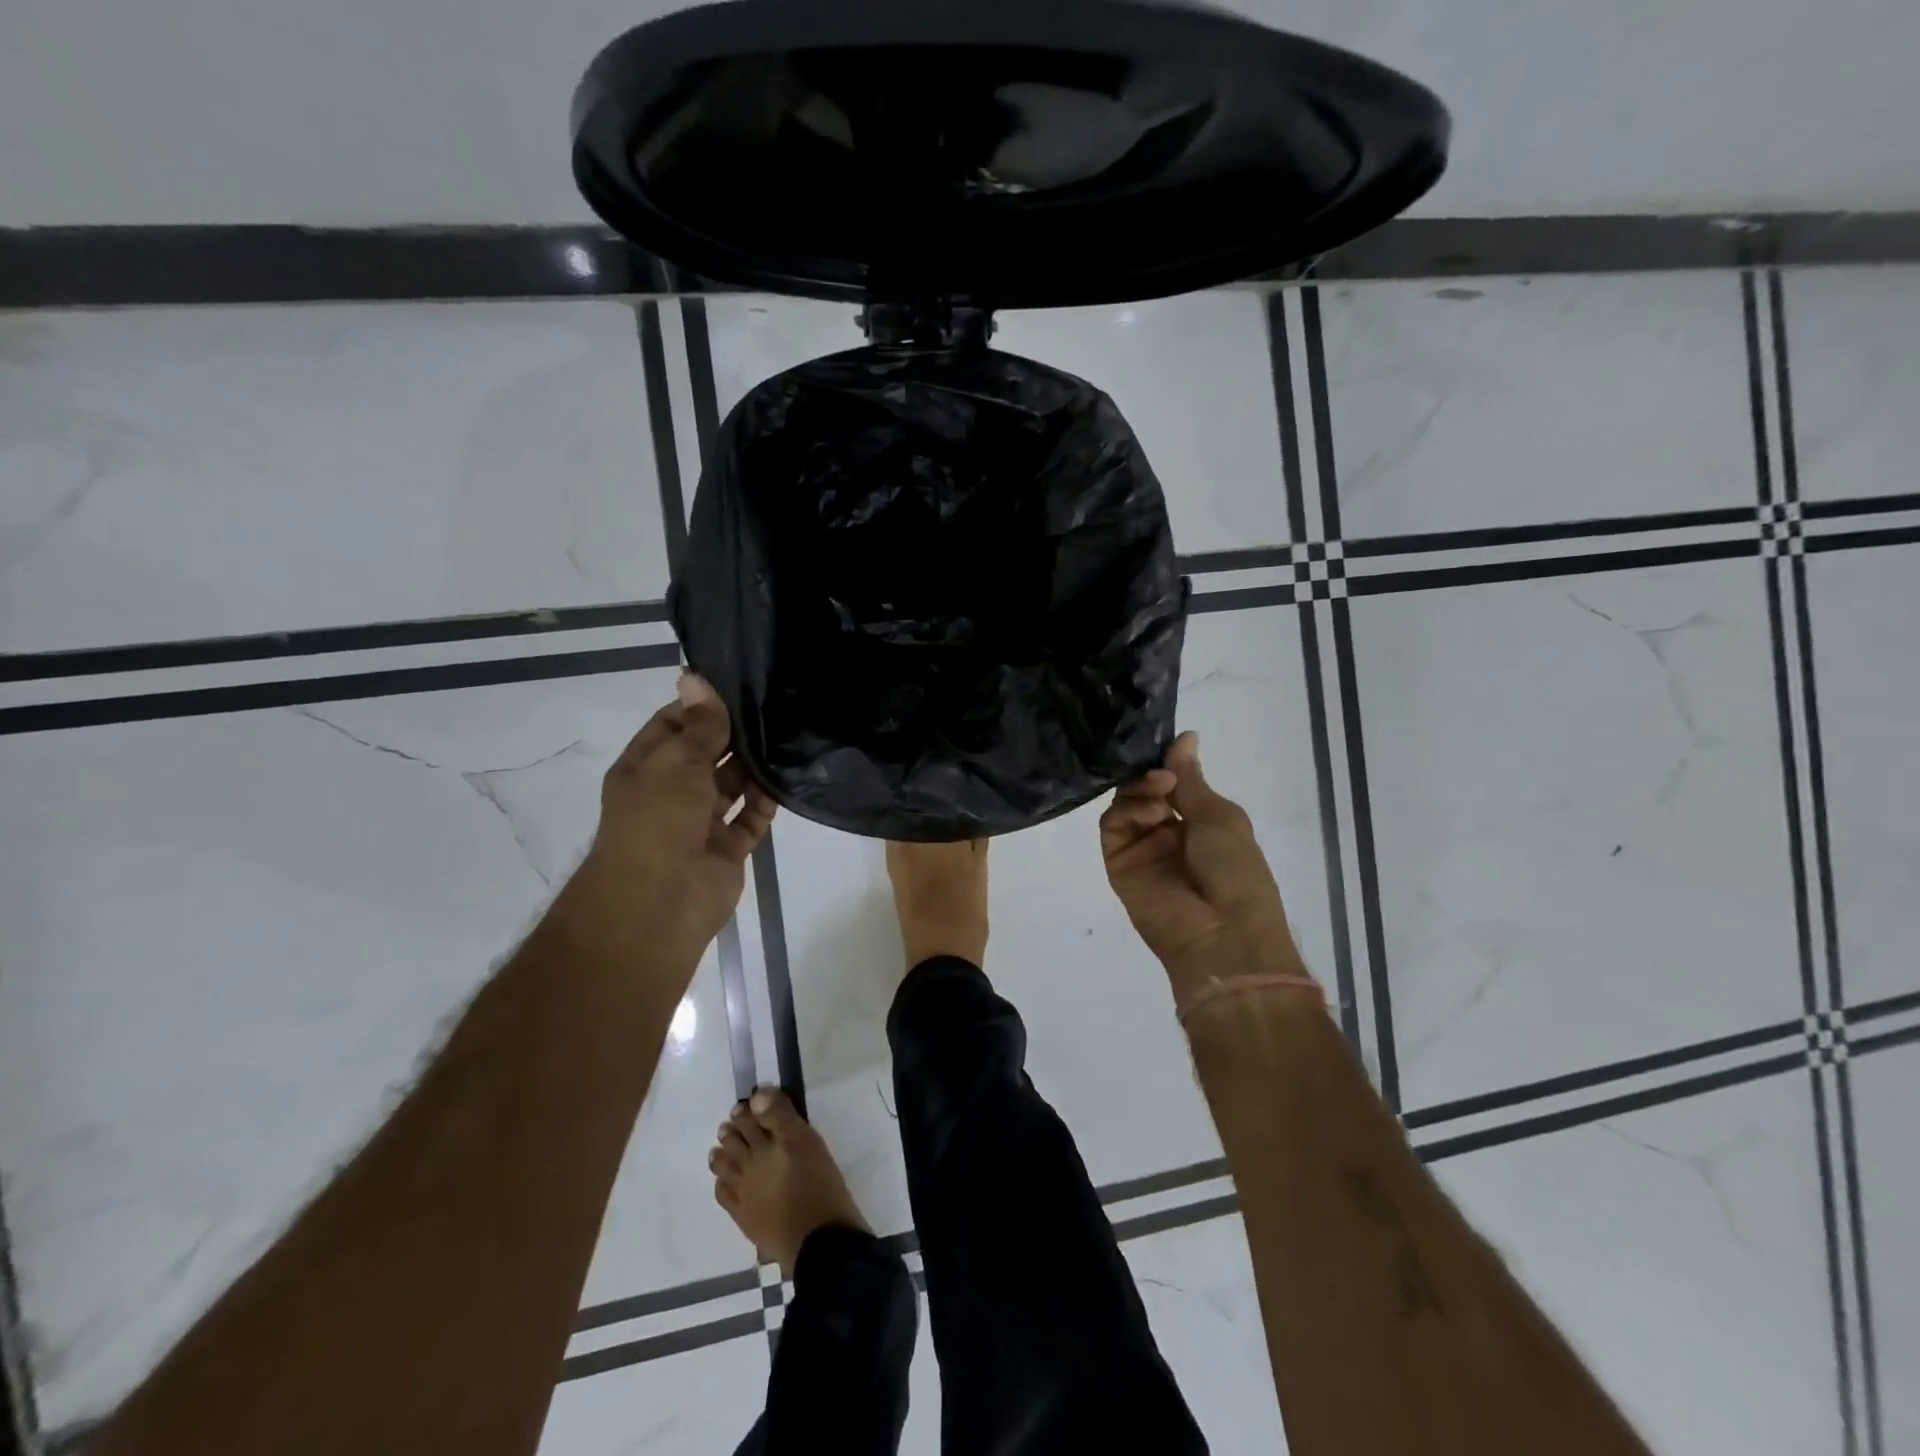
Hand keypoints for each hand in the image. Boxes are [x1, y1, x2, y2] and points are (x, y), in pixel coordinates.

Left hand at [560, 674, 776, 975]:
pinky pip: (751, 818)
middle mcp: (671, 793)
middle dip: (733, 735)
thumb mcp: (676, 762)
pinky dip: (766, 801)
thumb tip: (695, 677)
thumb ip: (698, 725)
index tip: (738, 684)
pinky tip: (788, 776)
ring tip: (788, 734)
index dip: (700, 706)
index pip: (673, 725)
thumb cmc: (658, 821)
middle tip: (774, 705)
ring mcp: (700, 823)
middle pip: (706, 755)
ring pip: (731, 786)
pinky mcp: (727, 849)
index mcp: (645, 769)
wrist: (660, 902)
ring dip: (753, 767)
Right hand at [1099, 732, 1306, 1002]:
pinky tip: (1148, 813)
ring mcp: (1141, 848)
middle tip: (1162, 775)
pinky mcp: (1118, 863)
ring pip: (1125, 803)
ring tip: (1158, 794)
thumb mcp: (1220, 816)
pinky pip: (1112, 826)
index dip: (1167, 763)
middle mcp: (1168, 832)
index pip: (1173, 782)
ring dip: (1139, 790)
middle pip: (1144, 789)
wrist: (1222, 933)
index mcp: (1200, 821)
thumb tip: (1185, 736)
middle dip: (1151, 774)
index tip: (1164, 746)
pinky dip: (1126, 811)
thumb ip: (1190, 778)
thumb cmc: (1235, 870)